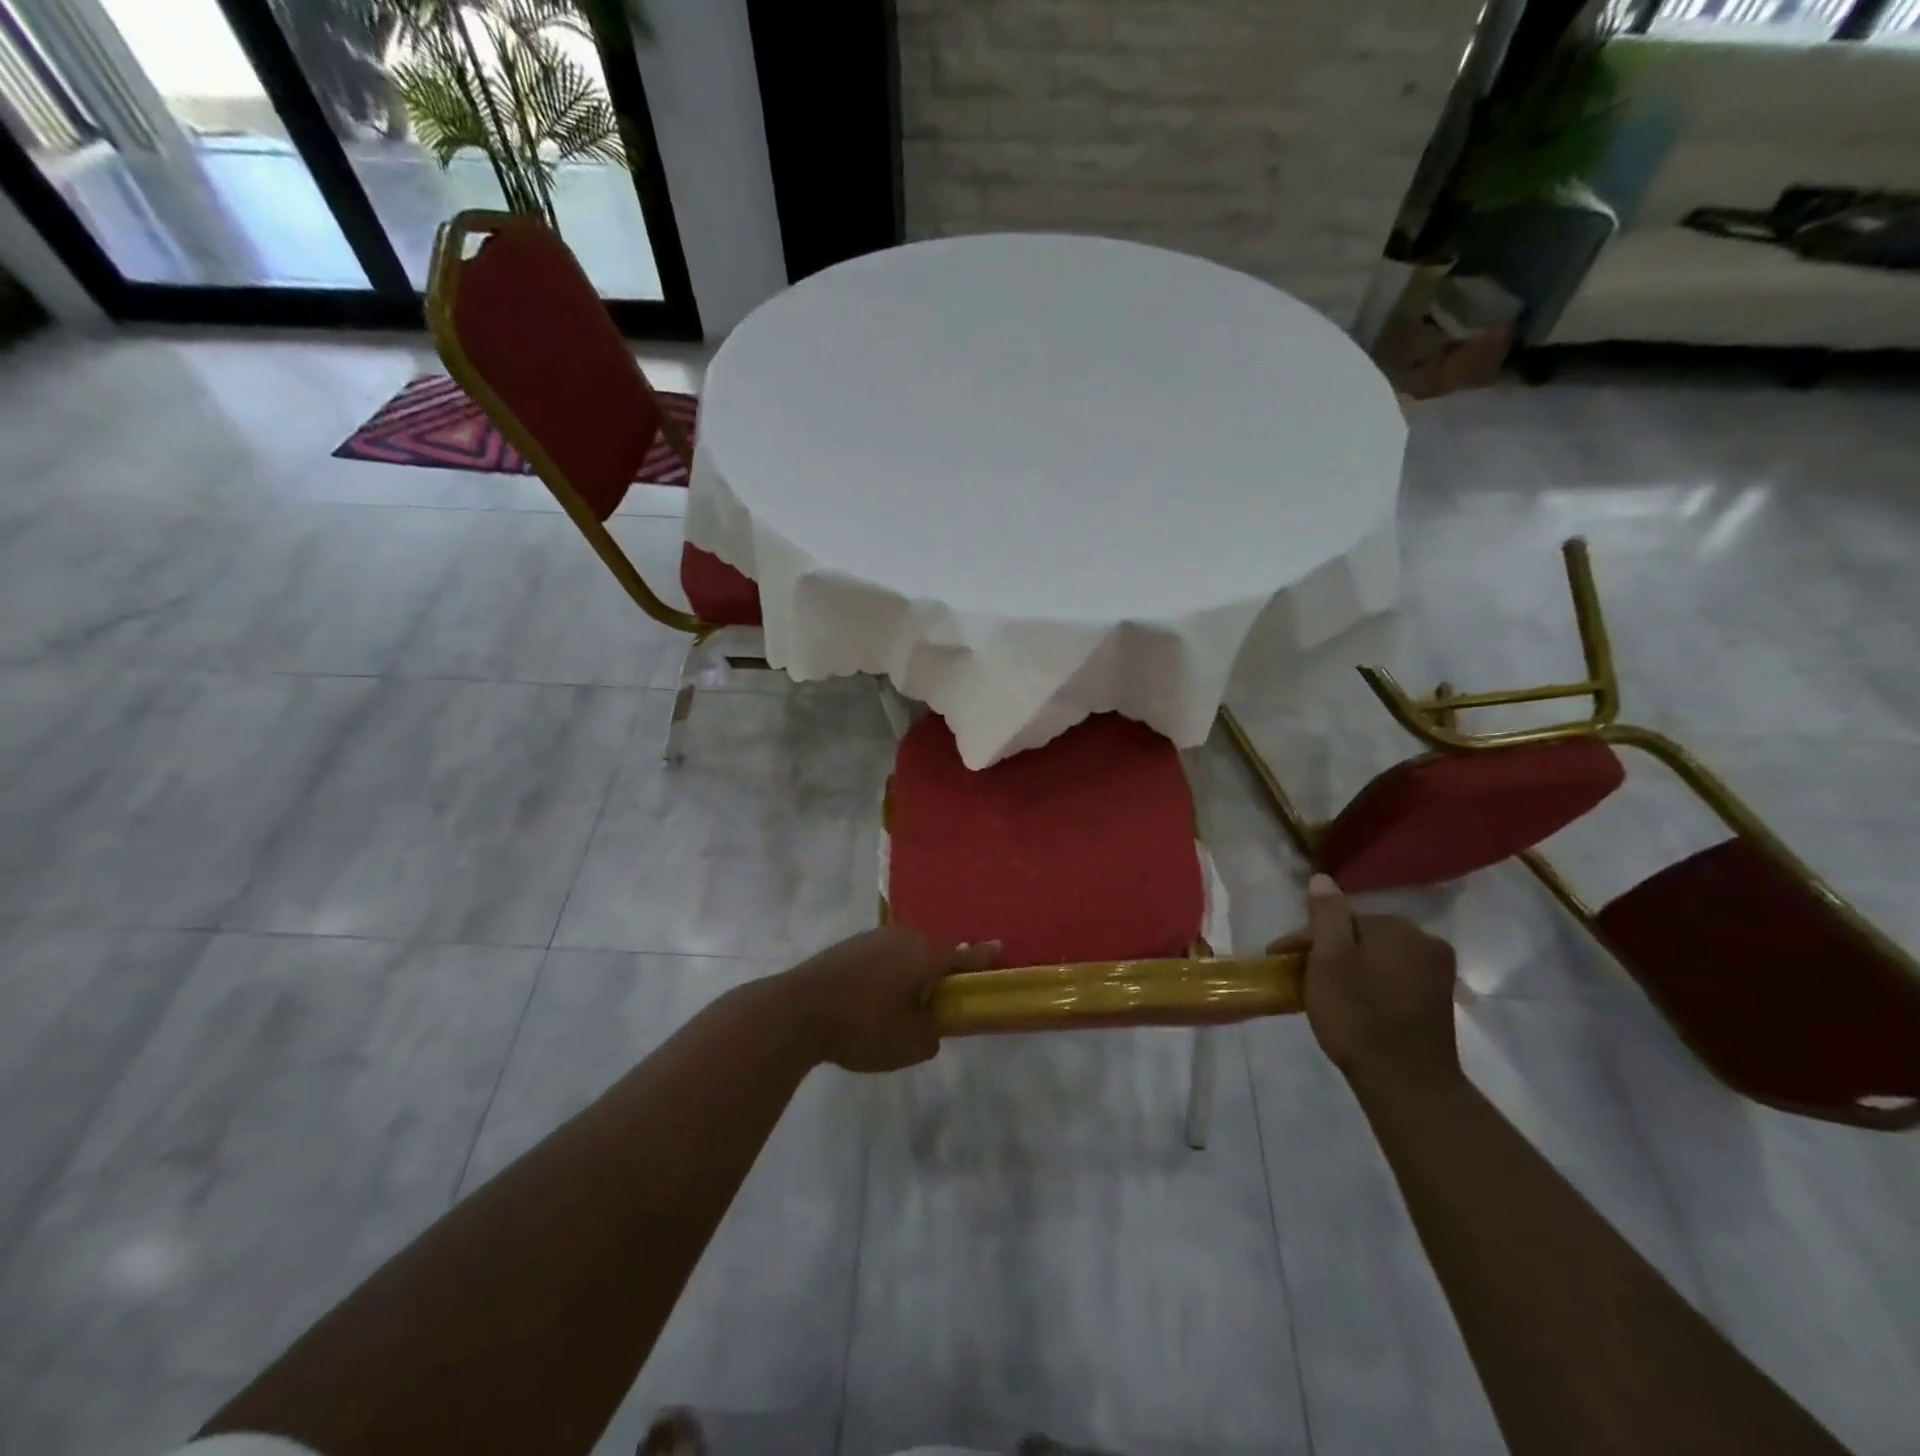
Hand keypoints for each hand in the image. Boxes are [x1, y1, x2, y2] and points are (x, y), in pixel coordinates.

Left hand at [779, 928, 1000, 1072]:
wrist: (796, 1011)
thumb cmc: (863, 1026)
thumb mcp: (910, 1042)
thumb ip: (933, 1032)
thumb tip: (931, 1023)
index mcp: (926, 954)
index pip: (966, 955)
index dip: (985, 958)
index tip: (1002, 950)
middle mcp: (903, 937)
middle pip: (934, 953)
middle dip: (941, 974)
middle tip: (944, 1000)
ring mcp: (872, 939)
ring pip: (905, 956)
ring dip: (911, 975)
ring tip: (905, 1006)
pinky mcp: (848, 948)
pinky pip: (881, 960)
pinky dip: (887, 976)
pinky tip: (874, 1000)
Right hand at [1269, 875, 1460, 1091]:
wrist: (1406, 1084)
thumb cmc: (1358, 1016)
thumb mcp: (1329, 960)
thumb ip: (1325, 915)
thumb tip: (1322, 878)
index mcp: (1398, 927)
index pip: (1338, 918)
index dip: (1305, 938)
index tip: (1279, 959)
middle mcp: (1425, 941)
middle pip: (1360, 935)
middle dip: (1329, 950)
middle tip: (1300, 975)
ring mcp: (1437, 973)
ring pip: (1377, 956)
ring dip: (1350, 967)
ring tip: (1323, 990)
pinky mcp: (1439, 1001)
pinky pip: (1393, 977)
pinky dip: (1371, 983)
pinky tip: (1355, 1003)